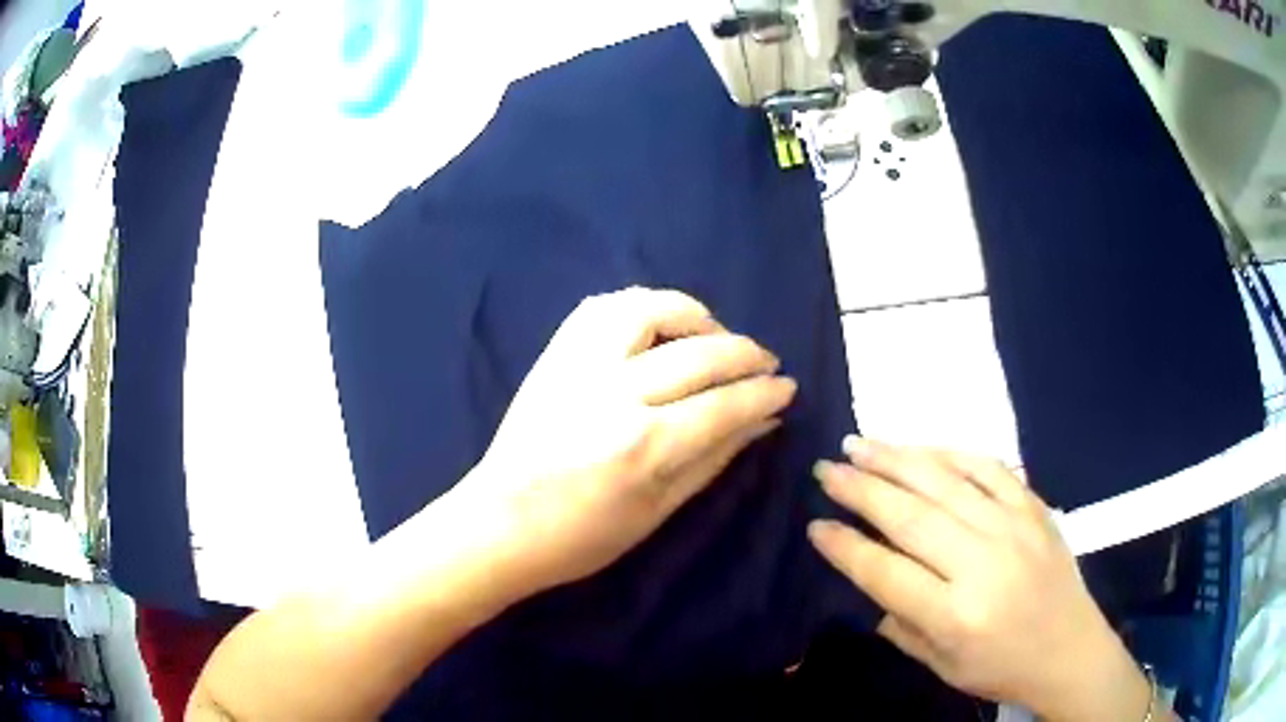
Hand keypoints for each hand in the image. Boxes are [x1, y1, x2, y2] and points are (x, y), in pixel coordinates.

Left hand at [452, 287, 796, 598]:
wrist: (500, 524)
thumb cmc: (583, 537)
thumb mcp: (660, 510)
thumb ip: (716, 458)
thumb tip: (765, 420)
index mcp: (644, 446)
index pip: (725, 403)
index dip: (764, 392)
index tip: (787, 387)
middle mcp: (615, 393)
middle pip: (699, 353)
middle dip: (746, 354)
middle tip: (766, 362)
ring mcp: (578, 365)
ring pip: (650, 310)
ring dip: (695, 315)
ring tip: (714, 335)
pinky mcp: (553, 355)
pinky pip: (601, 307)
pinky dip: (640, 305)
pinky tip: (659, 323)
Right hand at [808, 440, 1157, 720]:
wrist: (1070, 649)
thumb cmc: (1001, 667)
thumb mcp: (941, 666)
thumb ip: (901, 623)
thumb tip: (868, 576)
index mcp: (956, 616)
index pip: (886, 573)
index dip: (846, 547)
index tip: (816, 525)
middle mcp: (983, 565)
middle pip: (912, 517)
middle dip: (861, 489)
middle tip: (827, 468)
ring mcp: (1014, 529)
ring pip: (947, 482)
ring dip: (898, 459)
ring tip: (861, 443)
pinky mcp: (1035, 508)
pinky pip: (990, 468)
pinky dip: (953, 453)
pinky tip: (924, 447)